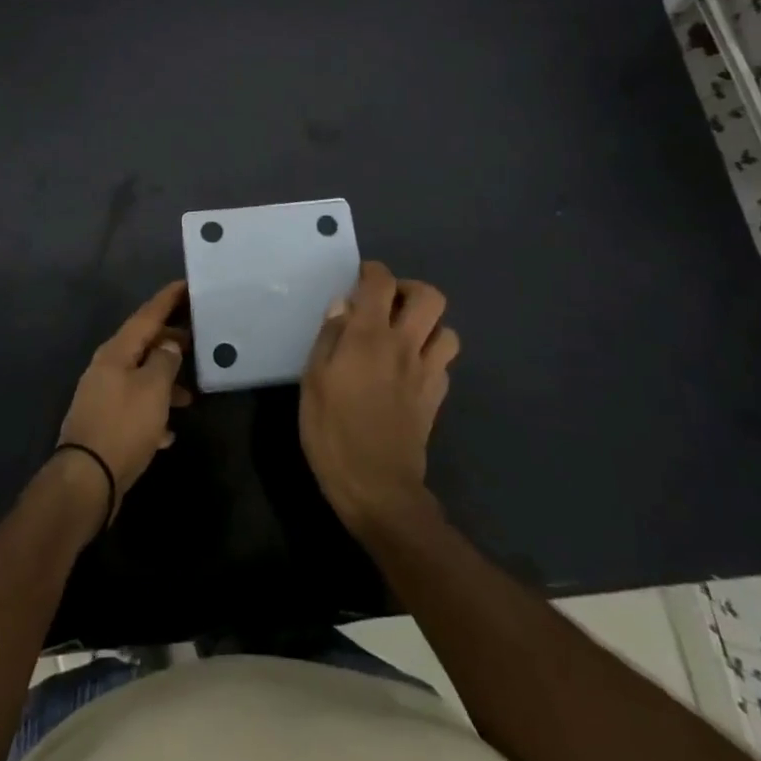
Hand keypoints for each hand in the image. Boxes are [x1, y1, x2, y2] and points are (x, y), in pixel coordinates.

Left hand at [56, 281, 192, 517]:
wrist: (86, 480)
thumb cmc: (124, 426)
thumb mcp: (153, 389)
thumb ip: (165, 360)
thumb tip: (168, 344)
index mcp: (116, 351)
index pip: (147, 315)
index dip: (168, 299)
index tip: (188, 284)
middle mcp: (106, 367)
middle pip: (143, 344)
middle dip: (170, 342)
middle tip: (198, 339)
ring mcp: (102, 396)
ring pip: (140, 377)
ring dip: (165, 381)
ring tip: (191, 395)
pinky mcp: (104, 423)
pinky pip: (134, 407)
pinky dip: (153, 412)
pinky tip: (169, 431)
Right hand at [300, 261, 459, 539]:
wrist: (378, 489)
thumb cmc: (334, 433)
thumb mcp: (313, 381)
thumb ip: (329, 338)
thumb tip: (342, 307)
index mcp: (370, 337)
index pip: (381, 283)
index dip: (372, 271)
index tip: (360, 278)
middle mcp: (405, 346)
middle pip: (430, 297)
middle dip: (410, 290)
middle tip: (387, 304)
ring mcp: (426, 373)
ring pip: (447, 330)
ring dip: (427, 325)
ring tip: (402, 335)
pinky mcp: (436, 398)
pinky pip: (444, 363)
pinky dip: (430, 356)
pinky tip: (409, 370)